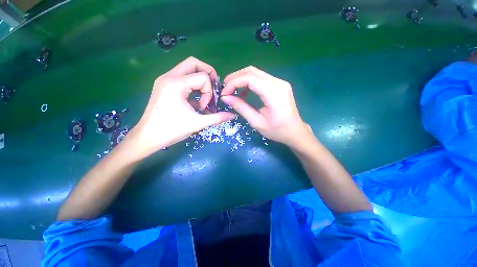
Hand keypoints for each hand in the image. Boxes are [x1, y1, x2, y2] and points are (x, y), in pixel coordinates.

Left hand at [128, 57, 235, 159]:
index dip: (209, 92)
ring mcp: (165, 79)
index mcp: (176, 84)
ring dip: (200, 80)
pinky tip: (194, 100)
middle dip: (208, 74)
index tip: (205, 107)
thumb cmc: (171, 130)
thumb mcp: (198, 123)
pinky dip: (192, 85)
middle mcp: (169, 76)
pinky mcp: (164, 85)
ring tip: (204, 96)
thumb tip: (232, 115)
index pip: (203, 77)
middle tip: (213, 89)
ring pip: (187, 68)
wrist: (147, 137)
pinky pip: (182, 77)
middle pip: (194, 63)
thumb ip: (217, 118)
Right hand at [221, 66, 309, 146]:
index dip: (234, 83)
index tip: (224, 93)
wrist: (295, 131)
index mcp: (274, 93)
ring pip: (256, 73)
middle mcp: (278, 83)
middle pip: (252, 71)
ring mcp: (280, 82)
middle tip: (225, 88)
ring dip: (241, 79)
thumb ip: (241, 108)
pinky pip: (261, 78)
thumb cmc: (277, 130)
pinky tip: (245, 92)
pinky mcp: (279, 85)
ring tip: (232, 90)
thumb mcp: (256, 122)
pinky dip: (249, 82)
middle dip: (235, 78)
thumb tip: (226, 98)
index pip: (249, 78)